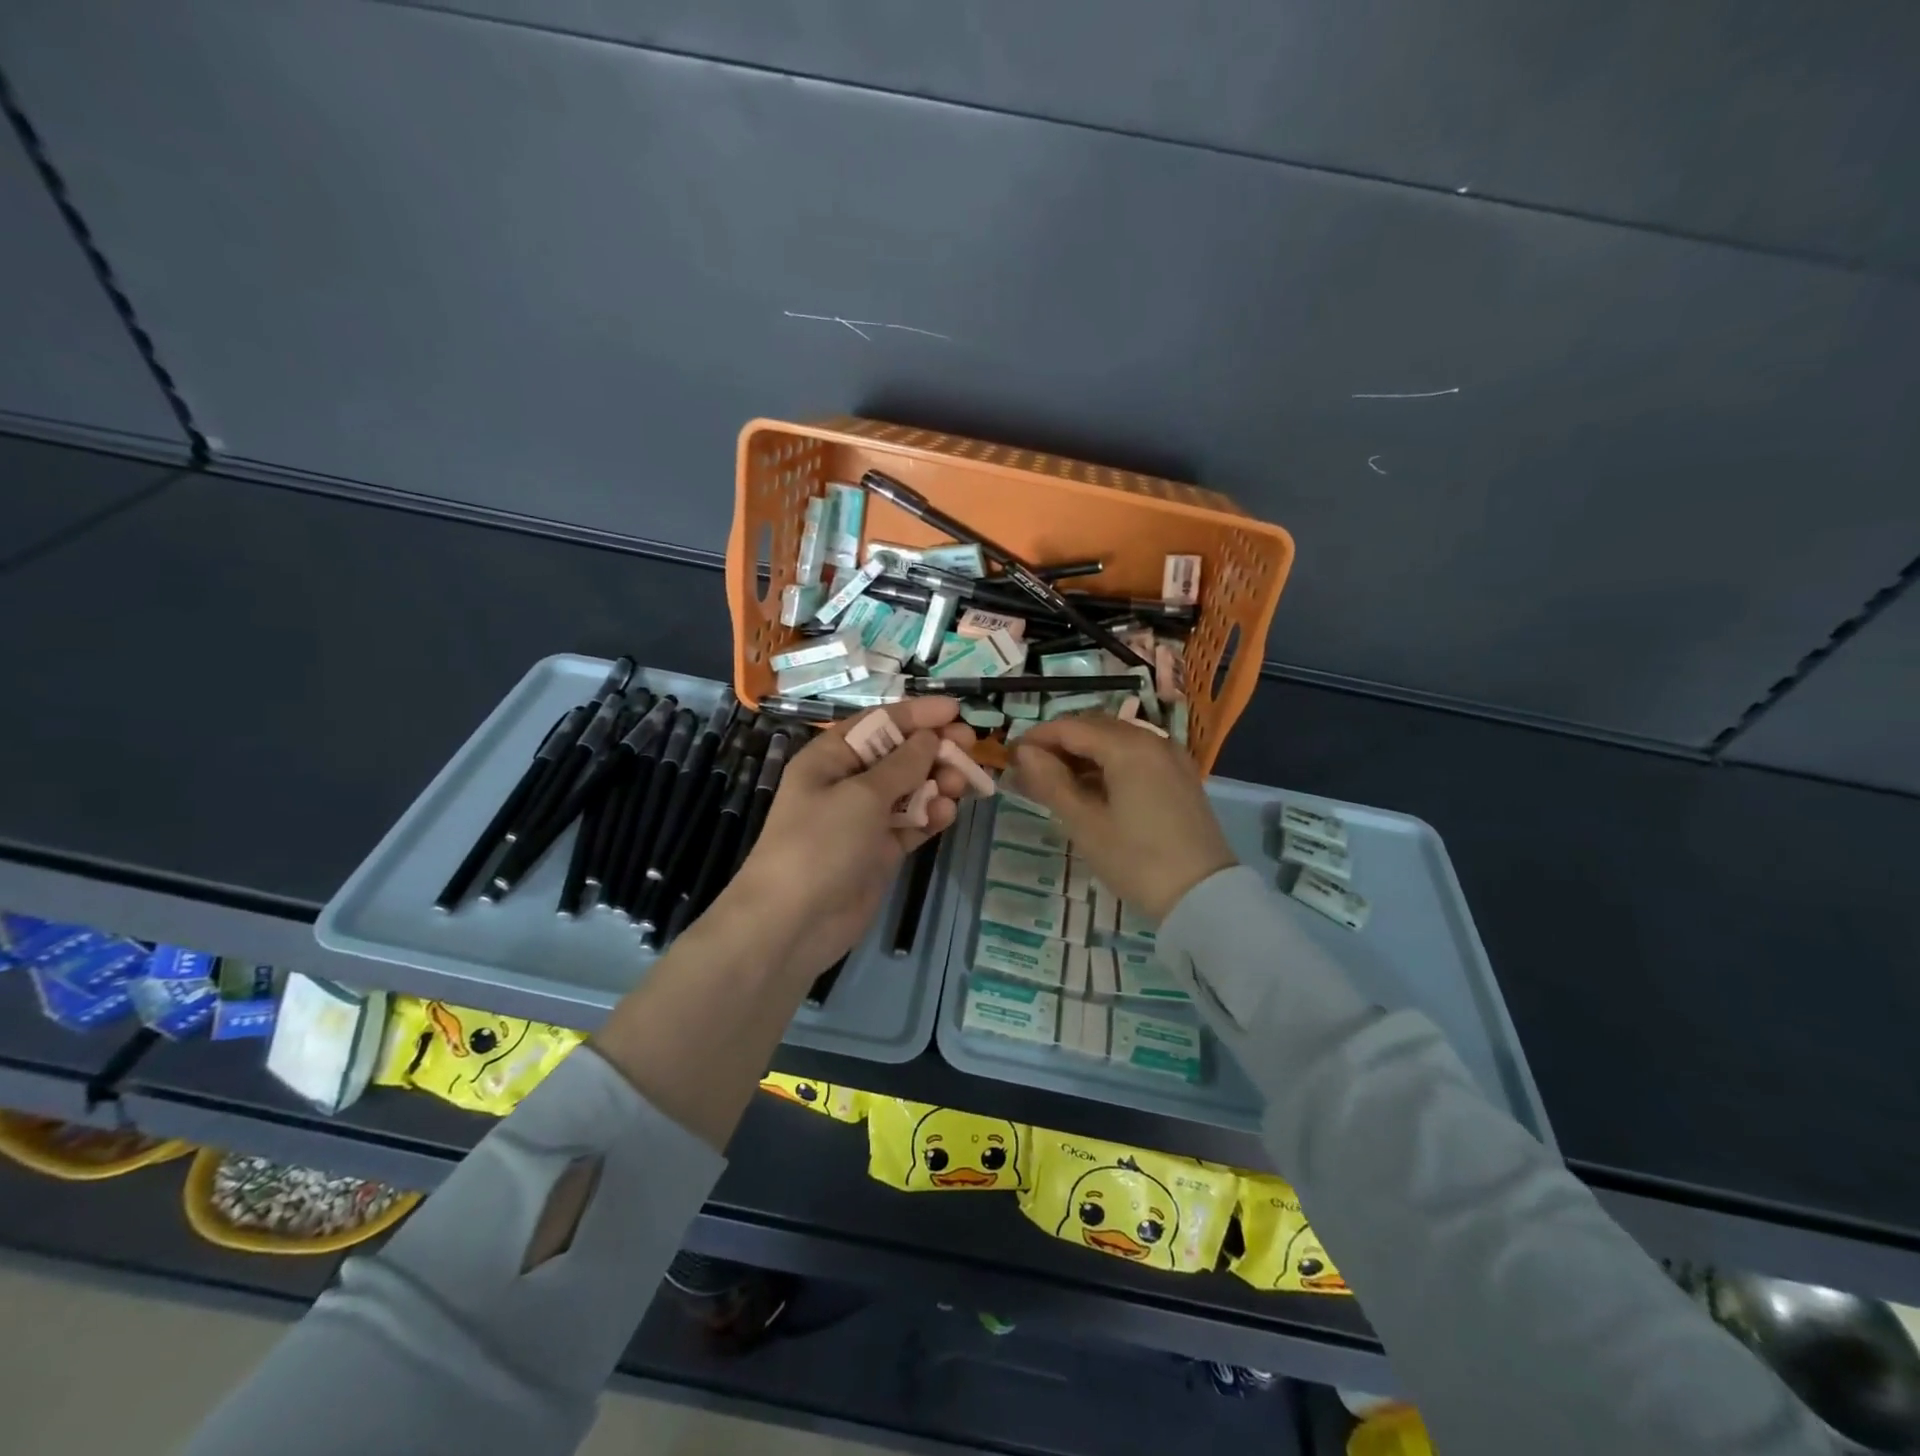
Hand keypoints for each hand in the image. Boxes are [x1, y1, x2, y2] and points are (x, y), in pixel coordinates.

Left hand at [723, 697, 978, 981]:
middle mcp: (847, 783)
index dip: (917, 714)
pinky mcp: (880, 851)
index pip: (879, 724)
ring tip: (961, 784)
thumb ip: (902, 764)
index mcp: (830, 758)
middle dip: (933, 749)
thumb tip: (929, 737)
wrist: (793, 923)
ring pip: (910, 790)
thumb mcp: (862, 795)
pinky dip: (930, 817)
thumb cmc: (820, 843)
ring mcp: (864, 819)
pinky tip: (948, 814)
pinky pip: (912, 824)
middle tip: (970, 747)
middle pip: (899, 756)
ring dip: (937, 783)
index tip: (956, 711)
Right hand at [1012, 716, 1235, 920]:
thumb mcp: (1085, 824)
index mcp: (1128, 746)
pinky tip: (1091, 788)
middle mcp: (1152, 740)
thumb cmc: (1136, 860)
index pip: (1070, 727)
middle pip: (1095, 728)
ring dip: (1082, 754)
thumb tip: (1023, 753)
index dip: (1036, 738)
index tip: (1010, 756)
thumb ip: (1051, 782)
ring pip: (1116, 741)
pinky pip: (1136, 756)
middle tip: (1028, 770)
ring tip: (1054, 781)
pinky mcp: (1180, 777)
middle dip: (1058, 744)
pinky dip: (1108, 764)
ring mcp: (1171, 757)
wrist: (1204, 896)